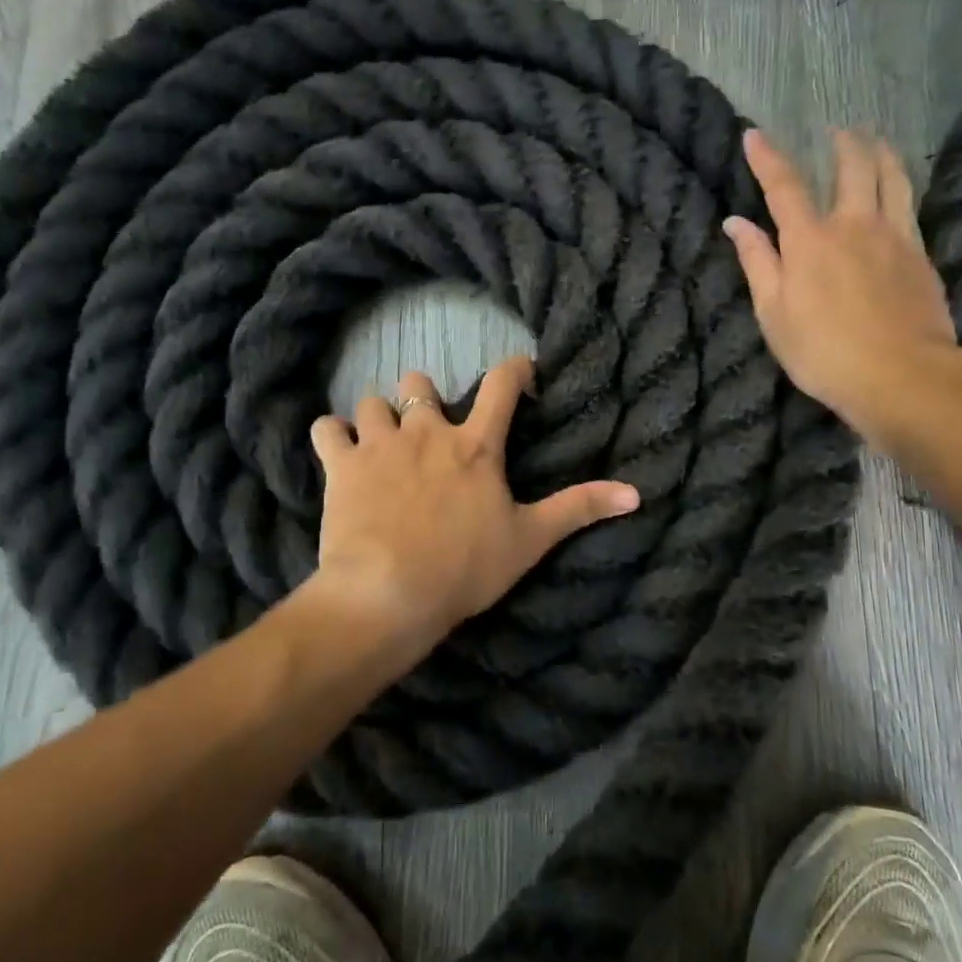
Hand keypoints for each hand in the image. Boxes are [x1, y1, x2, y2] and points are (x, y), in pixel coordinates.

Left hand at [306, 356, 639, 658]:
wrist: (389, 592)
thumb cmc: (465, 566)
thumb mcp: (530, 540)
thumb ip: (579, 509)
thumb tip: (636, 494)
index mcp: (475, 445)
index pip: (502, 384)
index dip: (514, 369)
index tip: (520, 373)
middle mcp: (427, 431)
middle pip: (419, 382)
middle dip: (424, 397)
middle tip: (428, 428)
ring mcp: (380, 444)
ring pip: (372, 401)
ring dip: (377, 417)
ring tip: (381, 443)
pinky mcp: (340, 465)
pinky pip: (325, 429)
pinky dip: (331, 436)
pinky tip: (337, 453)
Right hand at [723, 129, 961, 450]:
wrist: (902, 376)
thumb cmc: (824, 352)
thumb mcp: (774, 314)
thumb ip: (757, 263)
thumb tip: (736, 223)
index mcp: (810, 240)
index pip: (784, 186)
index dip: (767, 158)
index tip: (754, 134)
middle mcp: (855, 225)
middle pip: (853, 167)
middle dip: (843, 143)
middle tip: (837, 130)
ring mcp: (895, 237)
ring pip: (893, 178)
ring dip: (881, 152)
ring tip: (875, 140)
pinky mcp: (921, 256)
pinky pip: (910, 207)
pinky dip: (900, 188)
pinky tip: (898, 193)